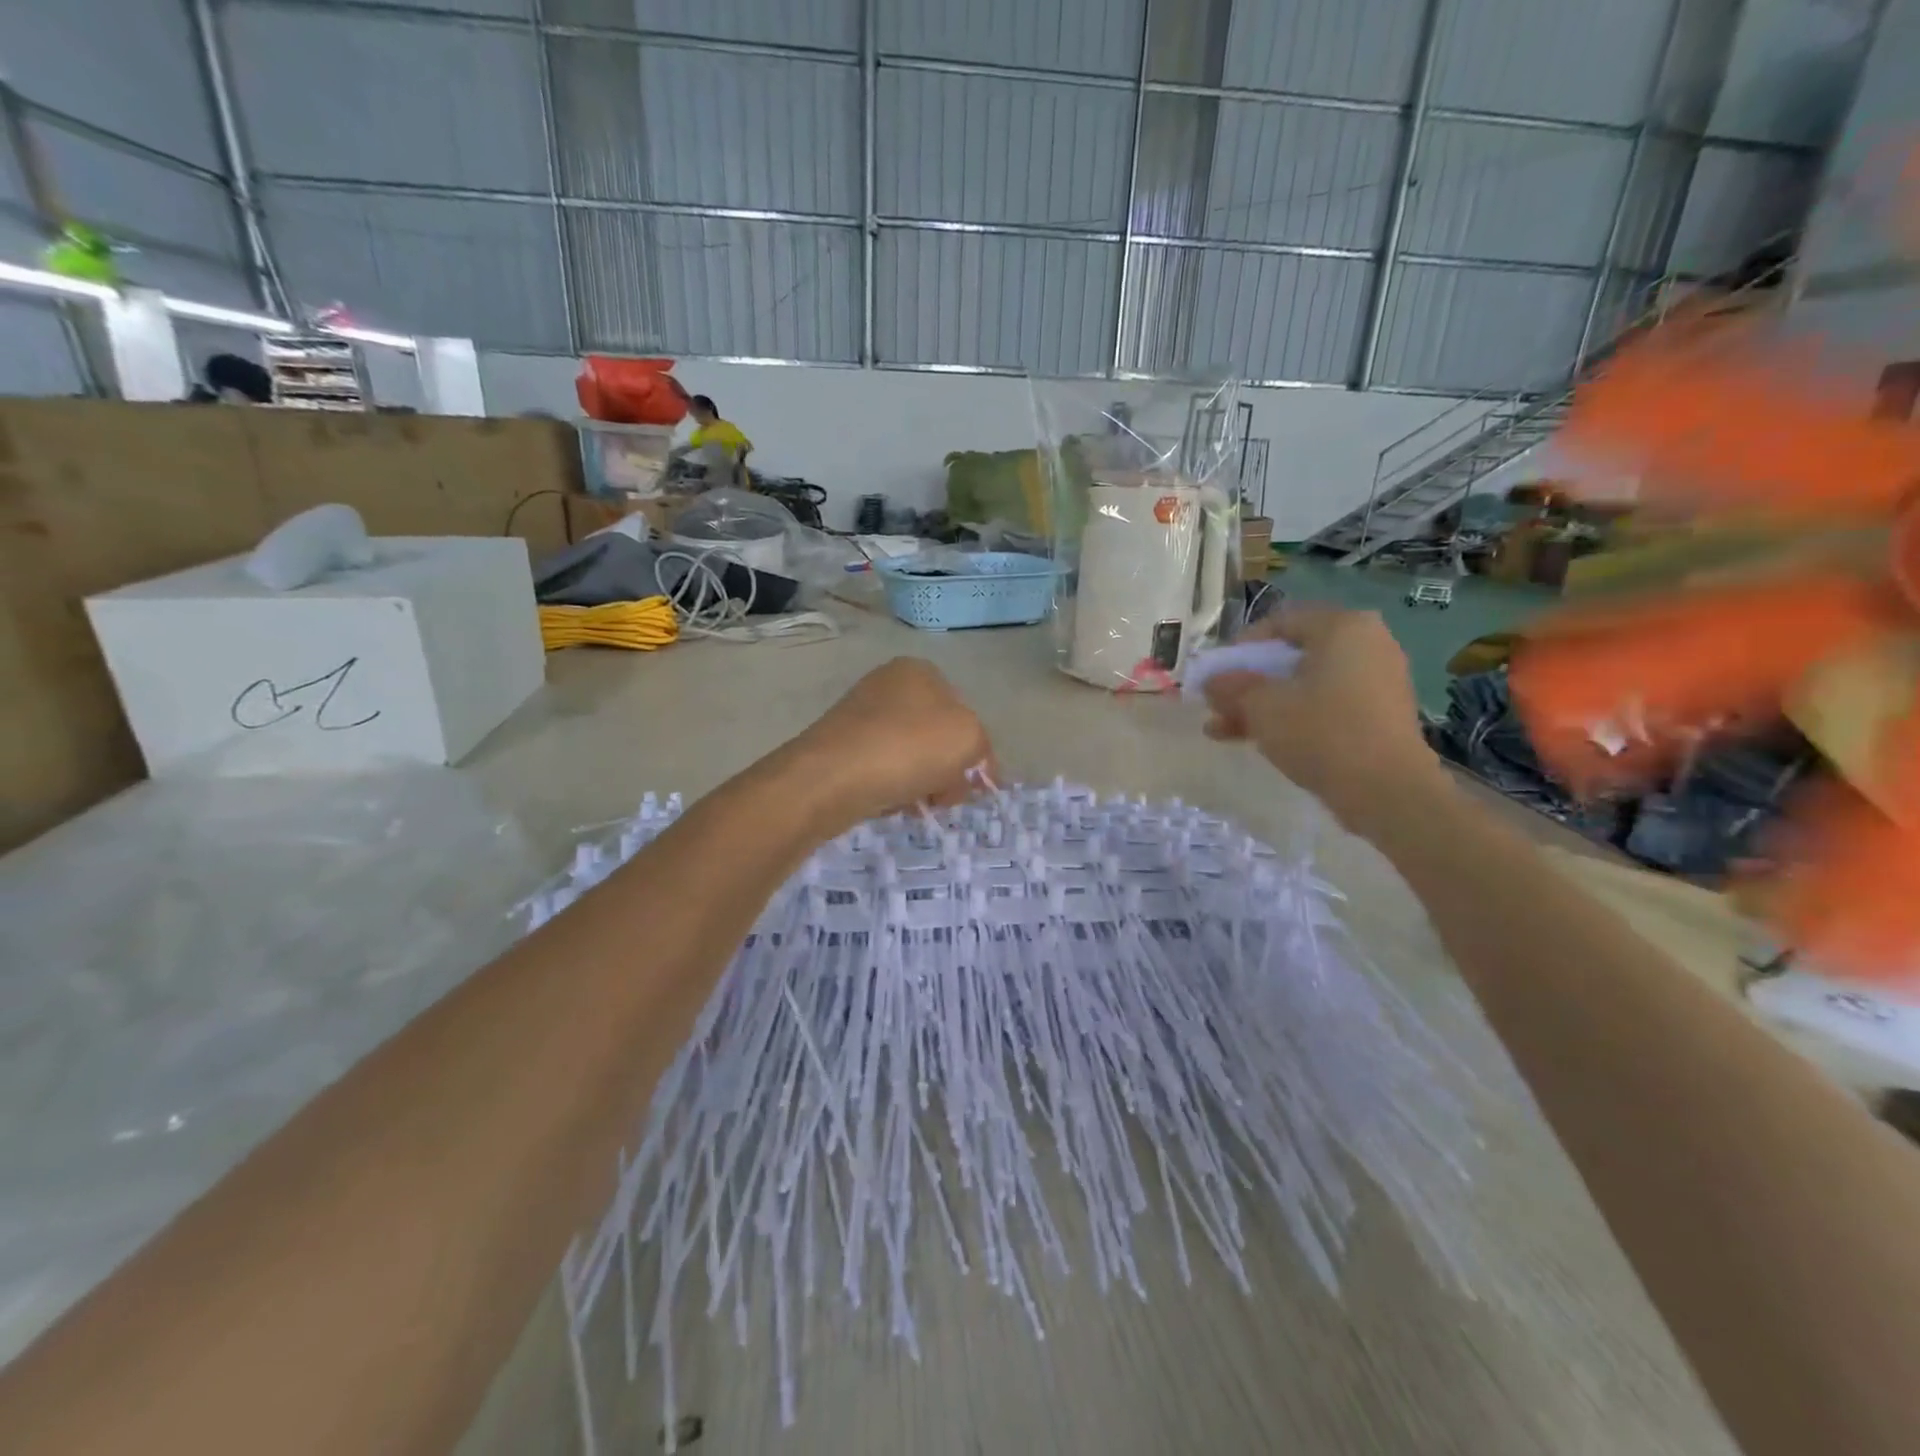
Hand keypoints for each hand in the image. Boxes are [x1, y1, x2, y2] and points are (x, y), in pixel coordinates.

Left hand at [788, 658, 996, 829]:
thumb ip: (981, 746)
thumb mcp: (968, 738)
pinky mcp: (840, 748)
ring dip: (922, 783)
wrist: (830, 778)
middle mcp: (887, 686)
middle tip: (946, 798)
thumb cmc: (908, 747)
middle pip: (936, 735)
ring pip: (910, 755)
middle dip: (948, 769)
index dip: (976, 750)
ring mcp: (860, 716)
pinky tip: (892, 804)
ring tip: (917, 805)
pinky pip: (882, 770)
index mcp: (919, 671)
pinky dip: (893, 788)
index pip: (963, 711)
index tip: (975, 784)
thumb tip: (969, 765)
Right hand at [1201, 606, 1443, 830]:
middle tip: (1219, 705)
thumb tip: (1212, 681)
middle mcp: (1368, 644)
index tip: (1218, 674)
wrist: (1387, 791)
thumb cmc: (1321, 732)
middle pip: (1292, 656)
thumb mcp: (1262, 706)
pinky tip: (1261, 740)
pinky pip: (1327, 705)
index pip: (1281, 622)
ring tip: (1225, 730)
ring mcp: (1378, 681)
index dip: (1241, 647)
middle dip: (1249, 683)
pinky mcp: (1381, 714)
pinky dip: (1294, 716)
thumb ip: (1231, 687)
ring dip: (1264, 704)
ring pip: (1306, 685)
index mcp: (1342, 627)